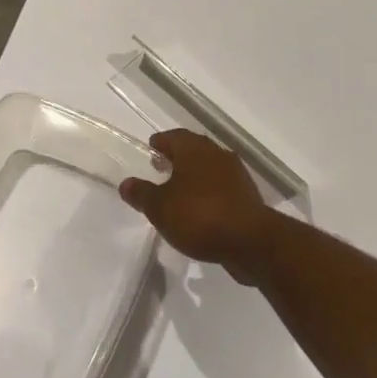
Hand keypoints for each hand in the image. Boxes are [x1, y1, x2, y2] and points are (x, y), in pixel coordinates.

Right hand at [119, 129, 284, 282]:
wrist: (250, 241)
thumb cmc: (199, 216)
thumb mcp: (159, 207)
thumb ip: (142, 193)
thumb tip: (126, 183)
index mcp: (194, 149)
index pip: (173, 136)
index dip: (160, 142)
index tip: (151, 149)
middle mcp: (217, 154)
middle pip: (194, 149)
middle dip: (177, 157)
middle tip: (161, 168)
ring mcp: (236, 175)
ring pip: (209, 168)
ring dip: (194, 176)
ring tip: (178, 192)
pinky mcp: (247, 196)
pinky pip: (221, 188)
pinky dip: (208, 193)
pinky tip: (199, 210)